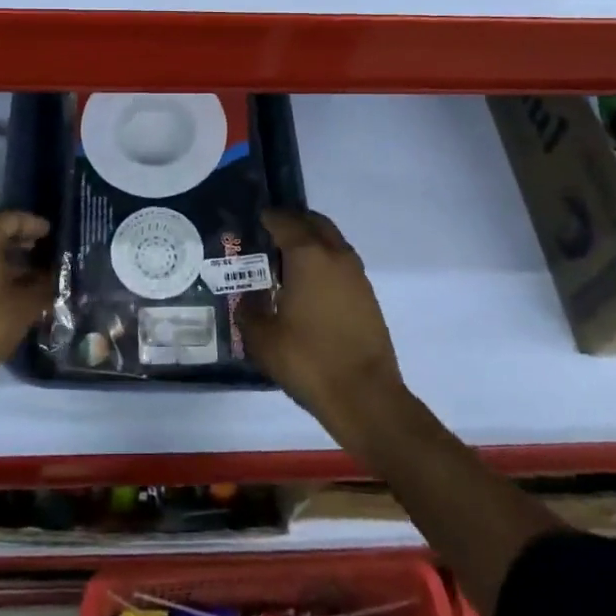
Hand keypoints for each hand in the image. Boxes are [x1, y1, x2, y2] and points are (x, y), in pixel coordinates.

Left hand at [0, 210, 52, 383]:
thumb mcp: (26, 303)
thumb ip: (46, 282)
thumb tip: (57, 275)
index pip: (16, 219)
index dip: (39, 229)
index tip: (56, 239)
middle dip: (21, 245)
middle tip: (46, 257)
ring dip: (2, 260)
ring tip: (29, 276)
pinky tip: (3, 289)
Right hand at [241, 209, 402, 432]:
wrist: (365, 396)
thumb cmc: (308, 360)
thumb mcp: (262, 339)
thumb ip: (248, 311)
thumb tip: (248, 300)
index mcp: (308, 256)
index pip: (284, 221)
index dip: (267, 218)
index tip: (252, 222)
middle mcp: (335, 255)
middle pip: (314, 223)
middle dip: (293, 223)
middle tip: (270, 236)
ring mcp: (356, 275)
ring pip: (332, 242)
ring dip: (311, 243)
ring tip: (286, 263)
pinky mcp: (368, 296)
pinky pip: (341, 264)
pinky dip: (324, 263)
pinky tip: (307, 288)